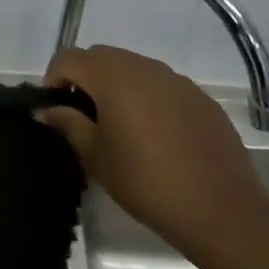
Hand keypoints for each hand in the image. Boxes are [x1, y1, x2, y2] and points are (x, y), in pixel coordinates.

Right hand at [37, 45, 268, 255]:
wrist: (221, 211)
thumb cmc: (146, 181)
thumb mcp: (95, 155)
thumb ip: (67, 123)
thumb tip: (48, 109)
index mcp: (112, 76)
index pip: (68, 58)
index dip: (53, 78)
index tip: (55, 108)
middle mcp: (143, 67)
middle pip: (100, 56)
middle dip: (84, 78)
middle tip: (83, 115)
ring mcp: (176, 80)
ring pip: (133, 67)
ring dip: (116, 85)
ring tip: (118, 124)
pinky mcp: (201, 98)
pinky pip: (162, 85)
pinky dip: (147, 97)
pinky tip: (155, 134)